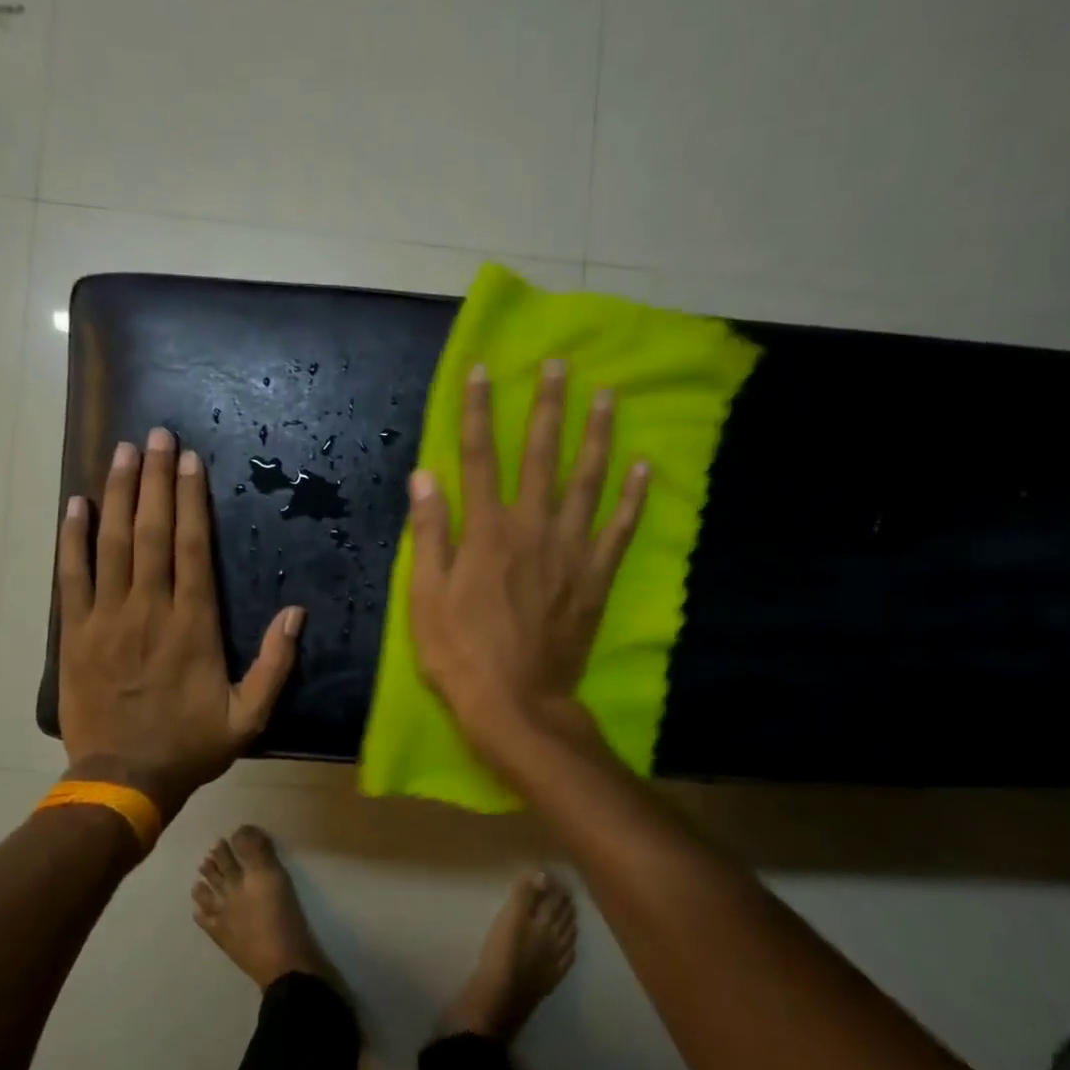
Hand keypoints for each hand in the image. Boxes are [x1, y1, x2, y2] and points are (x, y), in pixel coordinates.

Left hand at [58, 427, 305, 818]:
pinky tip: (77, 505)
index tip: (190, 460)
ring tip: (122, 452)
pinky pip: (71, 577)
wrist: (123, 781)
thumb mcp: (250, 716)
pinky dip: (73, 539)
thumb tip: (296, 613)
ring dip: (117, 494)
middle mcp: (149, 609)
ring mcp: (107, 618)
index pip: (193, 547)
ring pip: (112, 544)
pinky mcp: (74, 633)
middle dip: (155, 479)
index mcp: (193, 625)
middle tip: (156, 435)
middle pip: (152, 532)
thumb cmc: (190, 746)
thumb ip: (276, 664)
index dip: (191, 499)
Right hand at [407, 361, 646, 766]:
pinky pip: (619, 529)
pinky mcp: (596, 577)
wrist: (516, 704)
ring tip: (607, 396)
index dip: (480, 410)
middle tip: (560, 365)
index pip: (481, 455)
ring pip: (588, 481)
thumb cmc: (459, 652)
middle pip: (542, 455)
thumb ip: (430, 532)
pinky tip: (644, 467)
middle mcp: (533, 527)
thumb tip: (426, 474)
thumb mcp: (425, 595)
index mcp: (487, 530)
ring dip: (597, 435)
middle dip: (548, 406)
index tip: (483, 369)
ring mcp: (571, 551)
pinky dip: (633, 497)